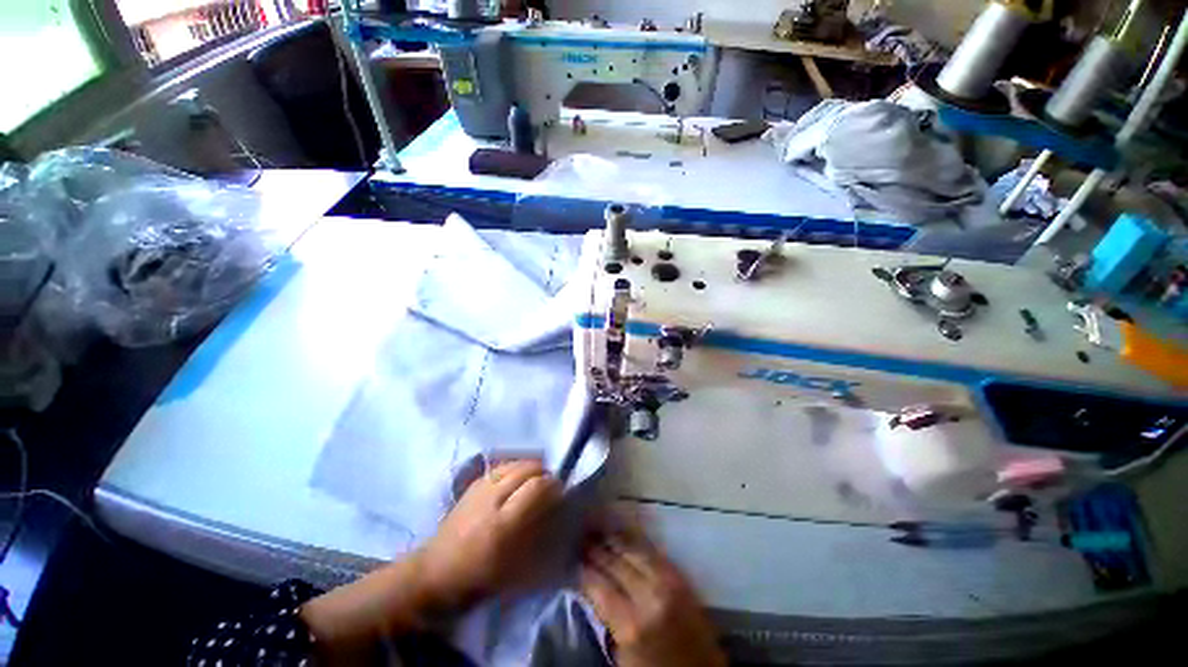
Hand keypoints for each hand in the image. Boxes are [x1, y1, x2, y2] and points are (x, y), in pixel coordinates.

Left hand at [300, 459, 560, 660]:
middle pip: (527, 468)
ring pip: (515, 462)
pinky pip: (502, 465)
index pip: (537, 486)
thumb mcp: (515, 566)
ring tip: (536, 479)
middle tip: (550, 485)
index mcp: (503, 523)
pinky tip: (518, 477)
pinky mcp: (473, 483)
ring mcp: (480, 487)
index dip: (553, 485)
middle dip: (544, 472)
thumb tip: (556, 508)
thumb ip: (538, 533)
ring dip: (530, 467)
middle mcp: (492, 498)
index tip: (561, 492)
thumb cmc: (480, 575)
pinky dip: (516, 466)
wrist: (436, 570)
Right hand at [580, 525, 726, 666]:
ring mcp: (668, 582)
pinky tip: (626, 533)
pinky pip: (654, 551)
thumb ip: (606, 618)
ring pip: (635, 550)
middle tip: (582, 532)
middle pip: (616, 563)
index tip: (573, 556)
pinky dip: (637, 540)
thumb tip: (590, 586)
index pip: (599, 585)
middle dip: (597, 547)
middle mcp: (650, 596)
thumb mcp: (622, 654)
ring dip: (615, 537)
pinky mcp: (682, 577)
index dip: (585, 569)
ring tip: (599, 526)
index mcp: (631, 624)